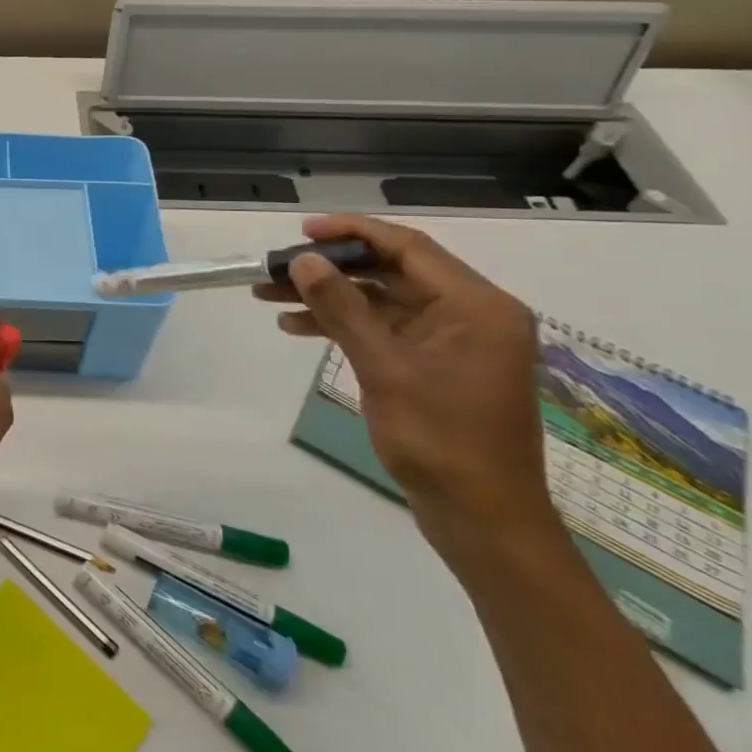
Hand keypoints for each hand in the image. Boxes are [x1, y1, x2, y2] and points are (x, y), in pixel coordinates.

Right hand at [256, 214, 559, 566]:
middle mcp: (471, 314)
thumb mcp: (384, 368)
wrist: (481, 519)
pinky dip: (343, 325)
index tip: (301, 232)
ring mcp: (453, 341)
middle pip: (390, 272)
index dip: (352, 232)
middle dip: (330, 269)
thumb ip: (342, 308)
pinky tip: (297, 328)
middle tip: (274, 269)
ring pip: (381, 300)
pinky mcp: (435, 365)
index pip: (408, 248)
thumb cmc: (440, 440)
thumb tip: (304, 261)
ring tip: (269, 297)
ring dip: (328, 297)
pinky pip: (384, 329)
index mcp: (476, 306)